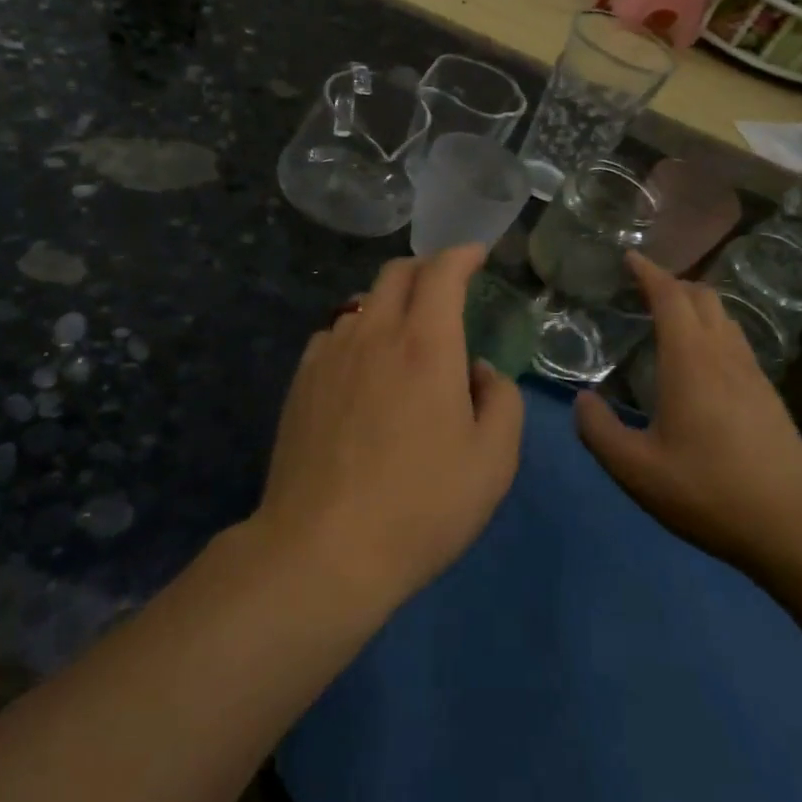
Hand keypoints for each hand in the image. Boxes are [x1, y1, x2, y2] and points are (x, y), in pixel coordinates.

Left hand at [254, 247, 525, 611]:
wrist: (324, 548)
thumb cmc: (422, 506)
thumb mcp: (493, 461)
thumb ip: (500, 400)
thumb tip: (478, 370)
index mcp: (426, 345)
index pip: (442, 272)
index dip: (462, 254)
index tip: (476, 253)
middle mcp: (374, 334)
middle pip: (395, 273)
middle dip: (425, 267)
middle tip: (445, 286)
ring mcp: (330, 355)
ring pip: (362, 302)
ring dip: (390, 302)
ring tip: (406, 333)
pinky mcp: (301, 381)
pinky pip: (334, 335)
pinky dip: (357, 333)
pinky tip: (363, 367)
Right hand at [575, 253, 801, 577]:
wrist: (797, 527)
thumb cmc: (710, 493)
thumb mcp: (636, 471)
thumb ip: (599, 431)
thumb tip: (583, 400)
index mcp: (691, 362)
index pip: (671, 297)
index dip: (649, 272)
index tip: (629, 258)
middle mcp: (724, 356)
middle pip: (703, 297)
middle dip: (671, 283)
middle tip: (641, 290)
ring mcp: (753, 374)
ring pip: (724, 317)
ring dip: (694, 305)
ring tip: (667, 319)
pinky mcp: (768, 395)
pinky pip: (736, 341)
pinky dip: (711, 330)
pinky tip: (699, 362)